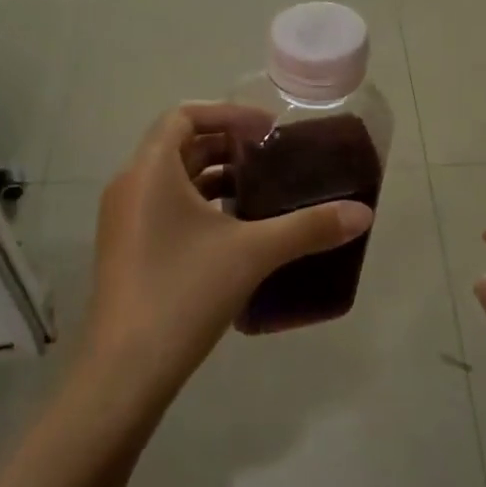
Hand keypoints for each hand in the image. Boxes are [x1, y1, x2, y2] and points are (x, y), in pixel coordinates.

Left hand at [81, 103, 374, 406]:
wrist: (125, 371)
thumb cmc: (184, 293)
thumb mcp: (253, 253)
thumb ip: (308, 227)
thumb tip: (363, 213)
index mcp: (150, 171)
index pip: (184, 115)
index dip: (228, 114)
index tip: (268, 130)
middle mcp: (129, 186)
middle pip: (179, 146)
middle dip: (227, 147)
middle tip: (271, 159)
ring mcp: (123, 221)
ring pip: (172, 180)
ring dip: (214, 178)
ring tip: (261, 193)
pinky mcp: (126, 251)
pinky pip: (164, 209)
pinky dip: (199, 206)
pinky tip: (234, 232)